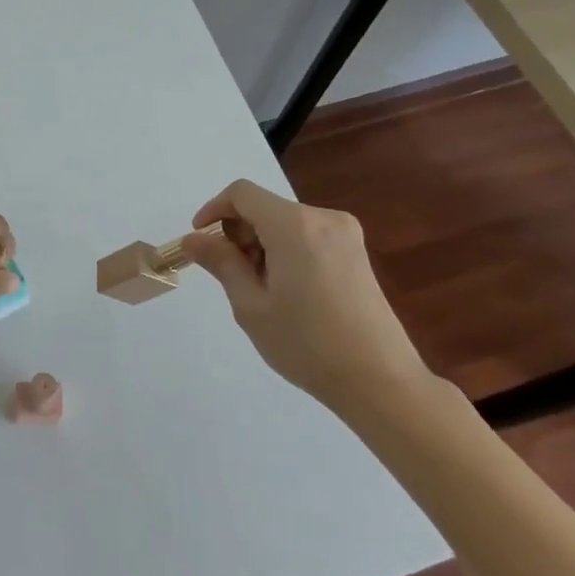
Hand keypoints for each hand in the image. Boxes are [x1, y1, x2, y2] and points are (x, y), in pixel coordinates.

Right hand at [182, 179, 436, 420]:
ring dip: (262, 245)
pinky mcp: (356, 253)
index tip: (201, 241)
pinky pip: (307, 236)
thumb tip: (193, 238)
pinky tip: (290, 292)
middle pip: (265, 207)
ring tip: (263, 291)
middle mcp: (322, 218)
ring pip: (285, 223)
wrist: (381, 381)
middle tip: (233, 277)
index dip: (214, 210)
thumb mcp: (251, 305)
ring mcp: (345, 234)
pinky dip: (286, 251)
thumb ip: (221, 263)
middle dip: (239, 233)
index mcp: (294, 225)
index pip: (242, 194)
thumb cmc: (307, 344)